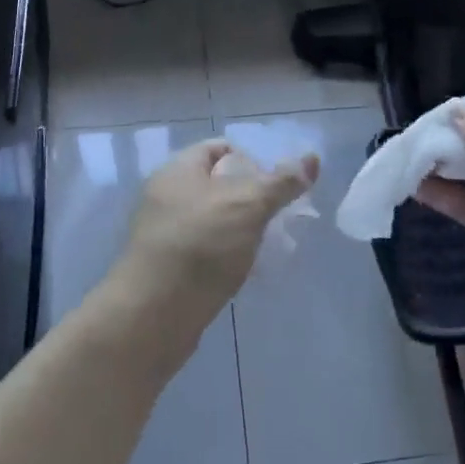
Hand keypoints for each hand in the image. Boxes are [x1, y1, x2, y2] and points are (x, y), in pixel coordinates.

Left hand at [109, 139, 318, 351]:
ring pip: (216, 220)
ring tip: (271, 246)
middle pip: (219, 184)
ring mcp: (167, 233)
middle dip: (253, 198)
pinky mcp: (170, 267)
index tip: (277, 184)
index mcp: (178, 170)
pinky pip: (207, 250)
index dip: (252, 158)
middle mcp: (168, 196)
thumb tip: (312, 158)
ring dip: (244, 229)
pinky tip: (248, 270)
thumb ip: (281, 182)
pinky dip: (229, 255)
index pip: (219, 147)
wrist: (152, 316)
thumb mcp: (247, 205)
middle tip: (281, 216)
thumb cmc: (200, 246)